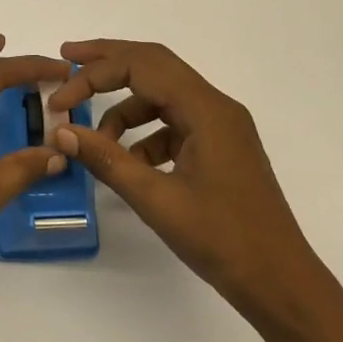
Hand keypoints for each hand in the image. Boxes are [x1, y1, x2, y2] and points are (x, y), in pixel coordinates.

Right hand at [48, 39, 322, 320]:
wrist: (281, 283)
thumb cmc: (223, 240)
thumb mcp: (157, 200)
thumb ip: (107, 160)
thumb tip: (62, 132)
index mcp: (206, 109)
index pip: (141, 66)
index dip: (94, 75)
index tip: (61, 100)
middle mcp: (216, 106)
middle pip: (154, 64)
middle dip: (109, 62)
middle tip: (68, 58)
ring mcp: (221, 126)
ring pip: (163, 95)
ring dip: (125, 107)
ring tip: (95, 139)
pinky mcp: (220, 147)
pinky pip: (174, 123)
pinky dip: (145, 133)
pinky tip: (129, 163)